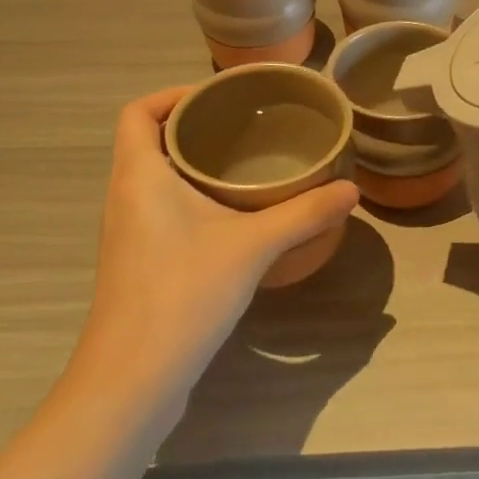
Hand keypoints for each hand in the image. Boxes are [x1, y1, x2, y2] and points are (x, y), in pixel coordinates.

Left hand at [72, 86, 357, 406]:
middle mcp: (126, 197)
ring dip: (194, 163)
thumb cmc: (182, 294)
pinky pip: (162, 208)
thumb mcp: (253, 246)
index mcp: (140, 176)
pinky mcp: (138, 264)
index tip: (219, 97)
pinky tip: (234, 214)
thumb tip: (352, 190)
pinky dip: (192, 196)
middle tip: (247, 124)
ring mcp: (129, 233)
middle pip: (150, 141)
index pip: (138, 112)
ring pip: (156, 177)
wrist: (130, 383)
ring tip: (246, 161)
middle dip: (195, 126)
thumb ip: (304, 212)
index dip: (172, 94)